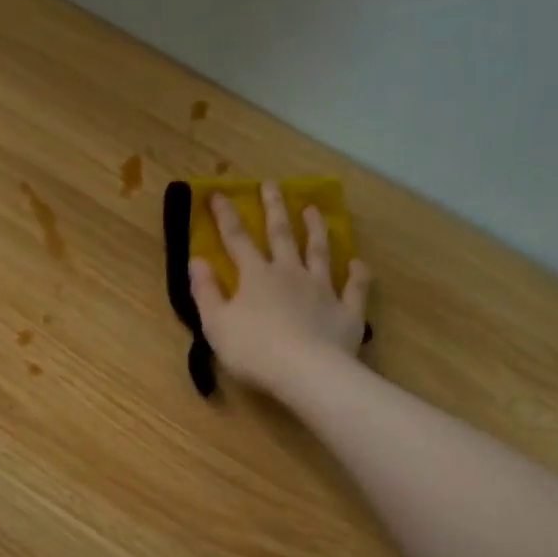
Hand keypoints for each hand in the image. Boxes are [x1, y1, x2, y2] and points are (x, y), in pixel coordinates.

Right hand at [189, 182, 370, 394]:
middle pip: (282, 235)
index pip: (236, 239)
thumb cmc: (254, 351)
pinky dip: (358, 275)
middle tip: (273, 184)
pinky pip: (355, 288)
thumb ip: (206, 292)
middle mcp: (290, 273)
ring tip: (315, 210)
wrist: (306, 372)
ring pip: (320, 252)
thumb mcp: (216, 324)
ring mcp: (322, 289)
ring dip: (317, 230)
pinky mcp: (347, 311)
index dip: (225, 216)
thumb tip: (196, 260)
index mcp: (256, 276)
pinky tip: (360, 264)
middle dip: (274, 208)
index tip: (217, 194)